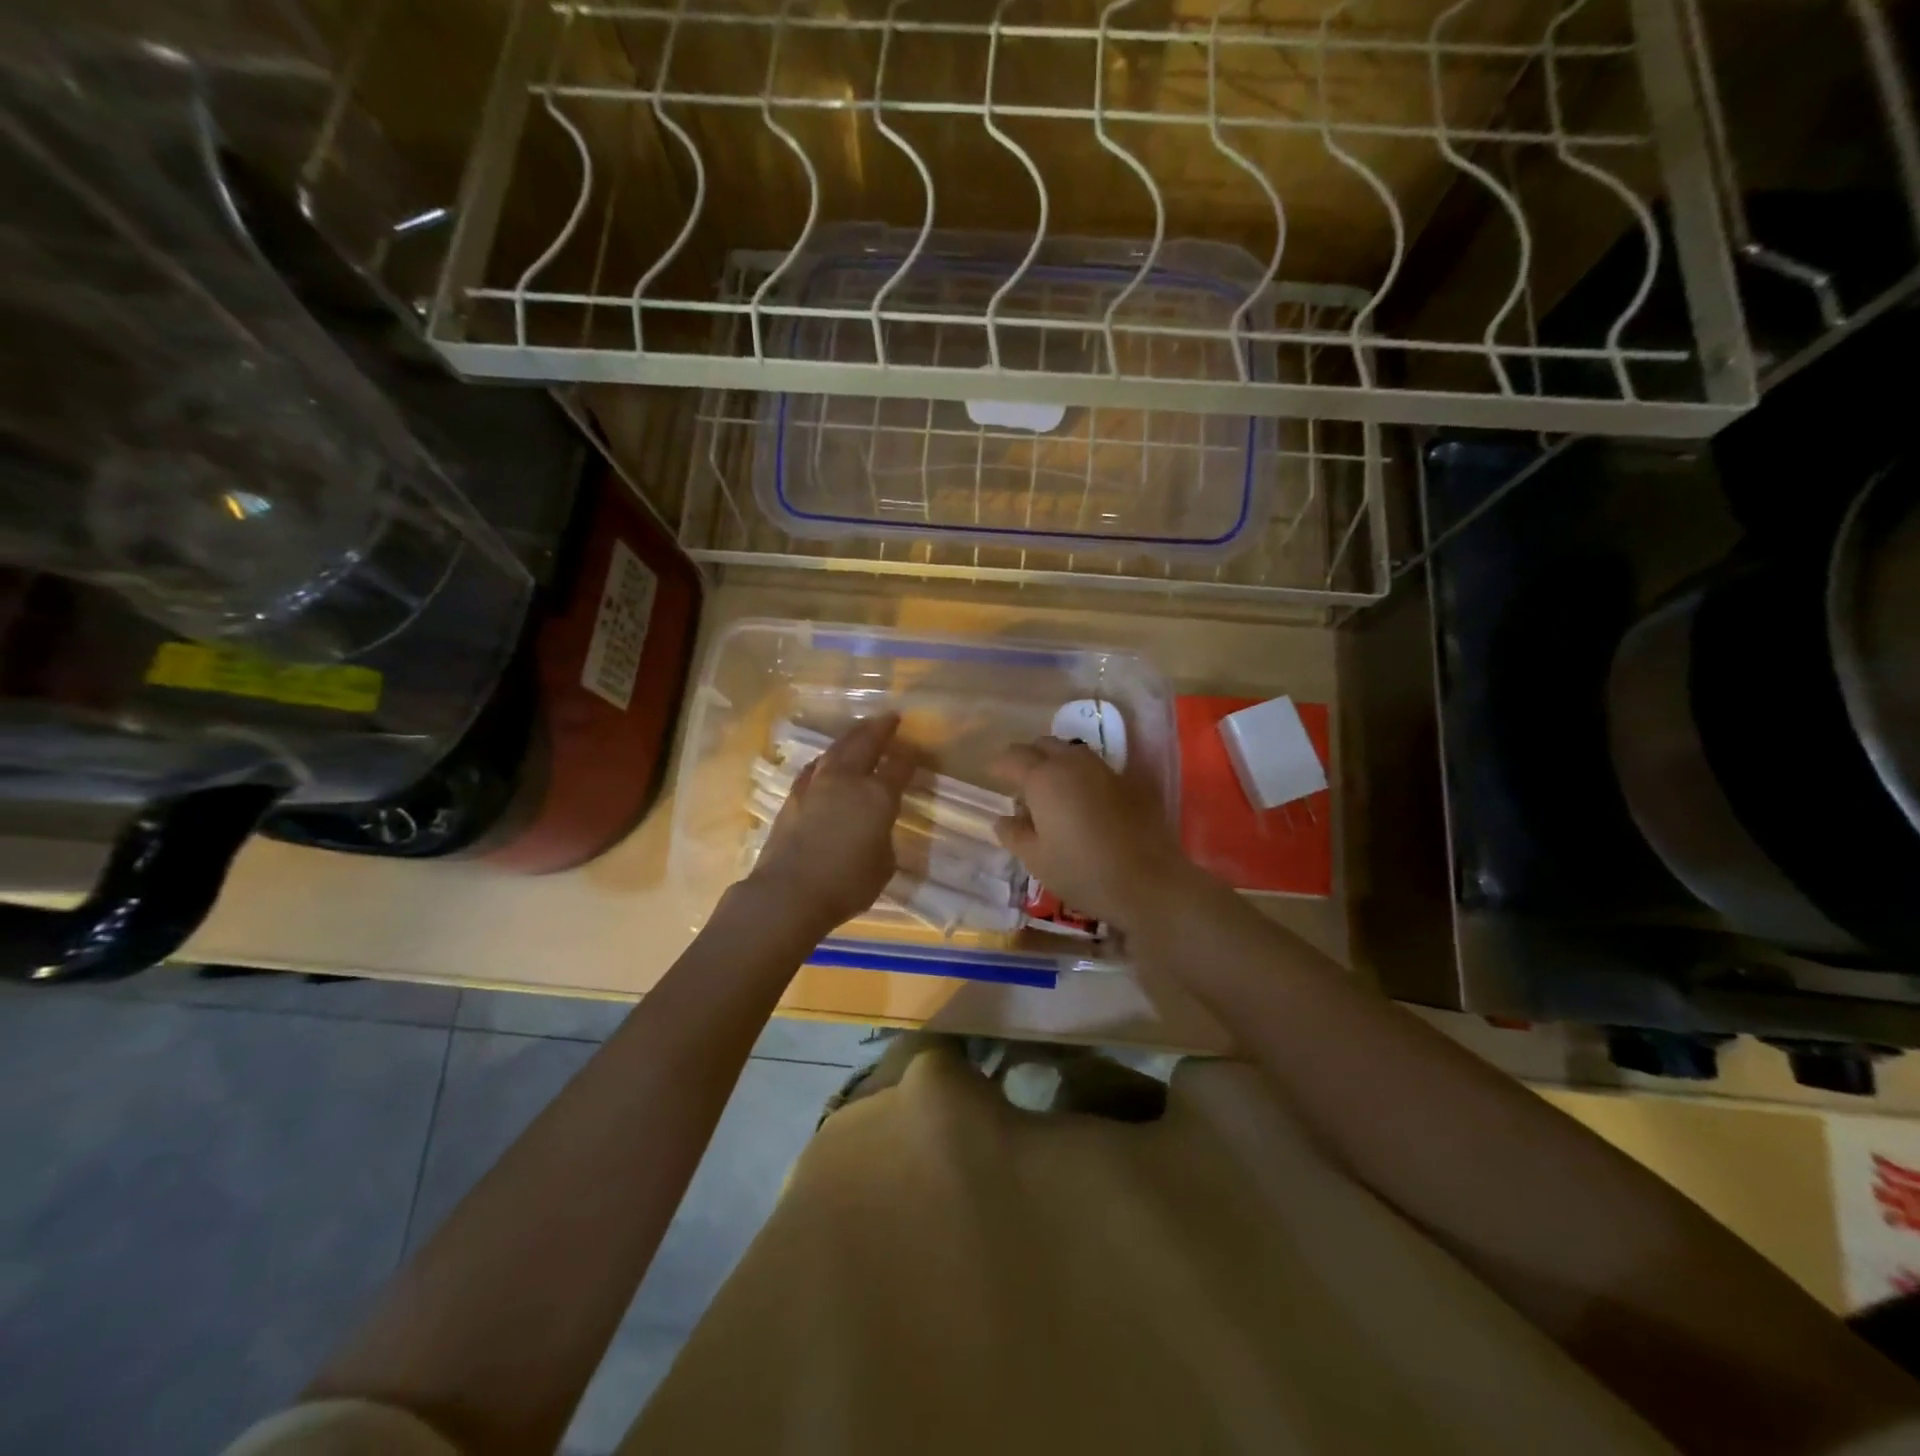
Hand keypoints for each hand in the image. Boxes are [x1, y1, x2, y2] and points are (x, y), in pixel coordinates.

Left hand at [747, 713, 912, 935]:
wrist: (789, 893)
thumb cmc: (846, 884)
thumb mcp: (883, 865)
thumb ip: (883, 838)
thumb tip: (874, 829)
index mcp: (877, 796)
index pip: (899, 766)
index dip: (910, 756)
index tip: (915, 748)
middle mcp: (847, 780)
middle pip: (865, 742)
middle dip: (880, 728)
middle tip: (890, 718)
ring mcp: (817, 785)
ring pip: (836, 749)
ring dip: (851, 737)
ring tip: (860, 732)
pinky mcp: (793, 796)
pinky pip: (815, 767)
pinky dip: (826, 759)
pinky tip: (826, 761)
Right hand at [991, 736, 1198, 932]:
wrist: (1149, 882)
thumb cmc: (1082, 872)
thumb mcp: (1036, 860)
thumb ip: (1014, 834)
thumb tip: (1004, 819)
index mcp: (1044, 778)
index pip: (1014, 757)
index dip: (1000, 766)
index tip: (993, 777)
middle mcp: (1074, 764)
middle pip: (1045, 745)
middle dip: (1029, 758)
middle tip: (1022, 785)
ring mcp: (1106, 770)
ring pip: (1073, 753)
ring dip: (1058, 764)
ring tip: (1054, 793)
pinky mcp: (1131, 783)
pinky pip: (1097, 769)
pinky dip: (1083, 777)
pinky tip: (1086, 803)